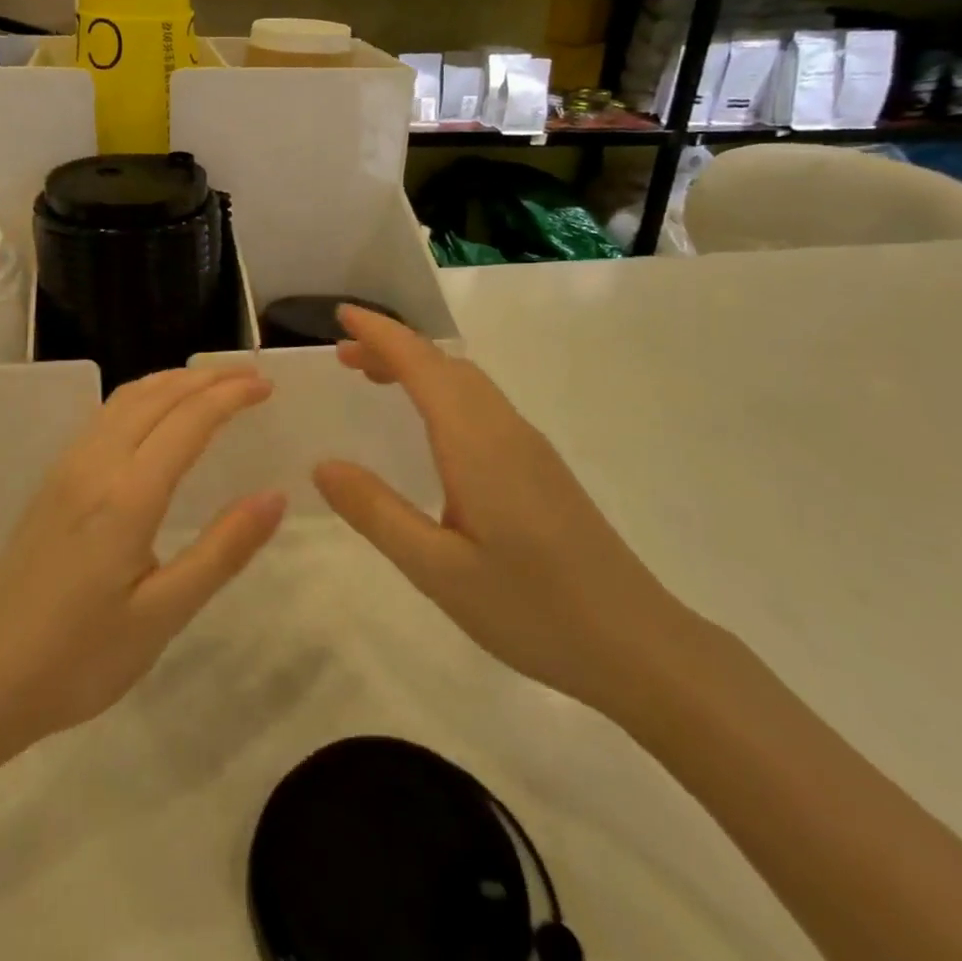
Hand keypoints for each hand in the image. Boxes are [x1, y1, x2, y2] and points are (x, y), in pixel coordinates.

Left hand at [0, 366, 285, 748]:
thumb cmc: (80, 657)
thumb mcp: (163, 614)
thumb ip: (222, 550)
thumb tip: (274, 496)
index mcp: (128, 495)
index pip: (189, 420)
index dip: (231, 395)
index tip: (266, 386)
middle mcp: (95, 464)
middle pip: (157, 395)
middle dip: (206, 377)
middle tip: (249, 376)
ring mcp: (67, 468)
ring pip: (126, 399)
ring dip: (172, 381)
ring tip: (210, 383)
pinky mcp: (52, 481)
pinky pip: (105, 415)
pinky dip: (143, 397)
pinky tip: (155, 415)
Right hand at [313, 307, 690, 718]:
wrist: (638, 645)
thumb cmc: (533, 609)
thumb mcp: (437, 570)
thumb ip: (376, 512)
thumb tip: (323, 465)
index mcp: (476, 443)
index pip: (421, 365)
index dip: (380, 334)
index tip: (341, 314)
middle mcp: (504, 429)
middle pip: (445, 364)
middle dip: (393, 347)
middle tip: (344, 356)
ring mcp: (529, 447)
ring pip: (467, 383)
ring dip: (419, 368)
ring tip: (375, 380)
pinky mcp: (541, 468)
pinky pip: (482, 405)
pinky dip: (443, 392)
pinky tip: (430, 427)